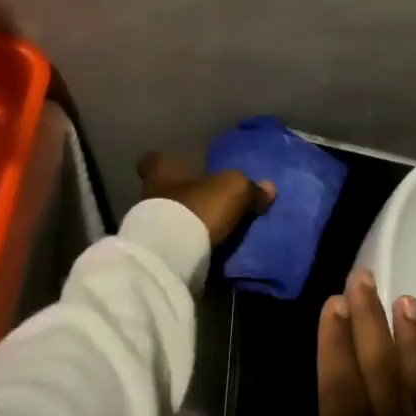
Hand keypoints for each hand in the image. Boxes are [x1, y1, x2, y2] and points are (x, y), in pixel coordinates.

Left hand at [136, 152, 274, 245]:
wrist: (171, 256)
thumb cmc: (198, 207)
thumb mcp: (234, 189)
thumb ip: (250, 187)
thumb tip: (268, 187)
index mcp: (162, 169)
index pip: (153, 159)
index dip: (169, 162)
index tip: (185, 168)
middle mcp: (148, 193)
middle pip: (164, 189)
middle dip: (185, 195)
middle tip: (210, 202)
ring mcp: (147, 226)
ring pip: (169, 217)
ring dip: (187, 222)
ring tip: (213, 230)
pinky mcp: (154, 252)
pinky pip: (173, 243)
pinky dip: (187, 245)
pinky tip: (206, 250)